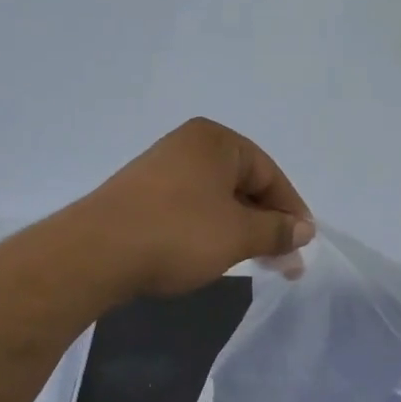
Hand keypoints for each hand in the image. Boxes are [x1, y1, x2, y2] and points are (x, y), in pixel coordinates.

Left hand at [84, 118, 313, 298]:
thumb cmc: (178, 234)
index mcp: (216, 141)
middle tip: (283, 260)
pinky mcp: (142, 194)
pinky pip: (192, 207)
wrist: (95, 253)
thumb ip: (277, 230)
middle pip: (244, 184)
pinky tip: (214, 253)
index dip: (292, 211)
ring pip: (218, 199)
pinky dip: (211, 229)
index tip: (303, 245)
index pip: (270, 174)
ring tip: (254, 260)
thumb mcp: (238, 234)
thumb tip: (304, 229)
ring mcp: (161, 168)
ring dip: (241, 228)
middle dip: (267, 223)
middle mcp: (188, 145)